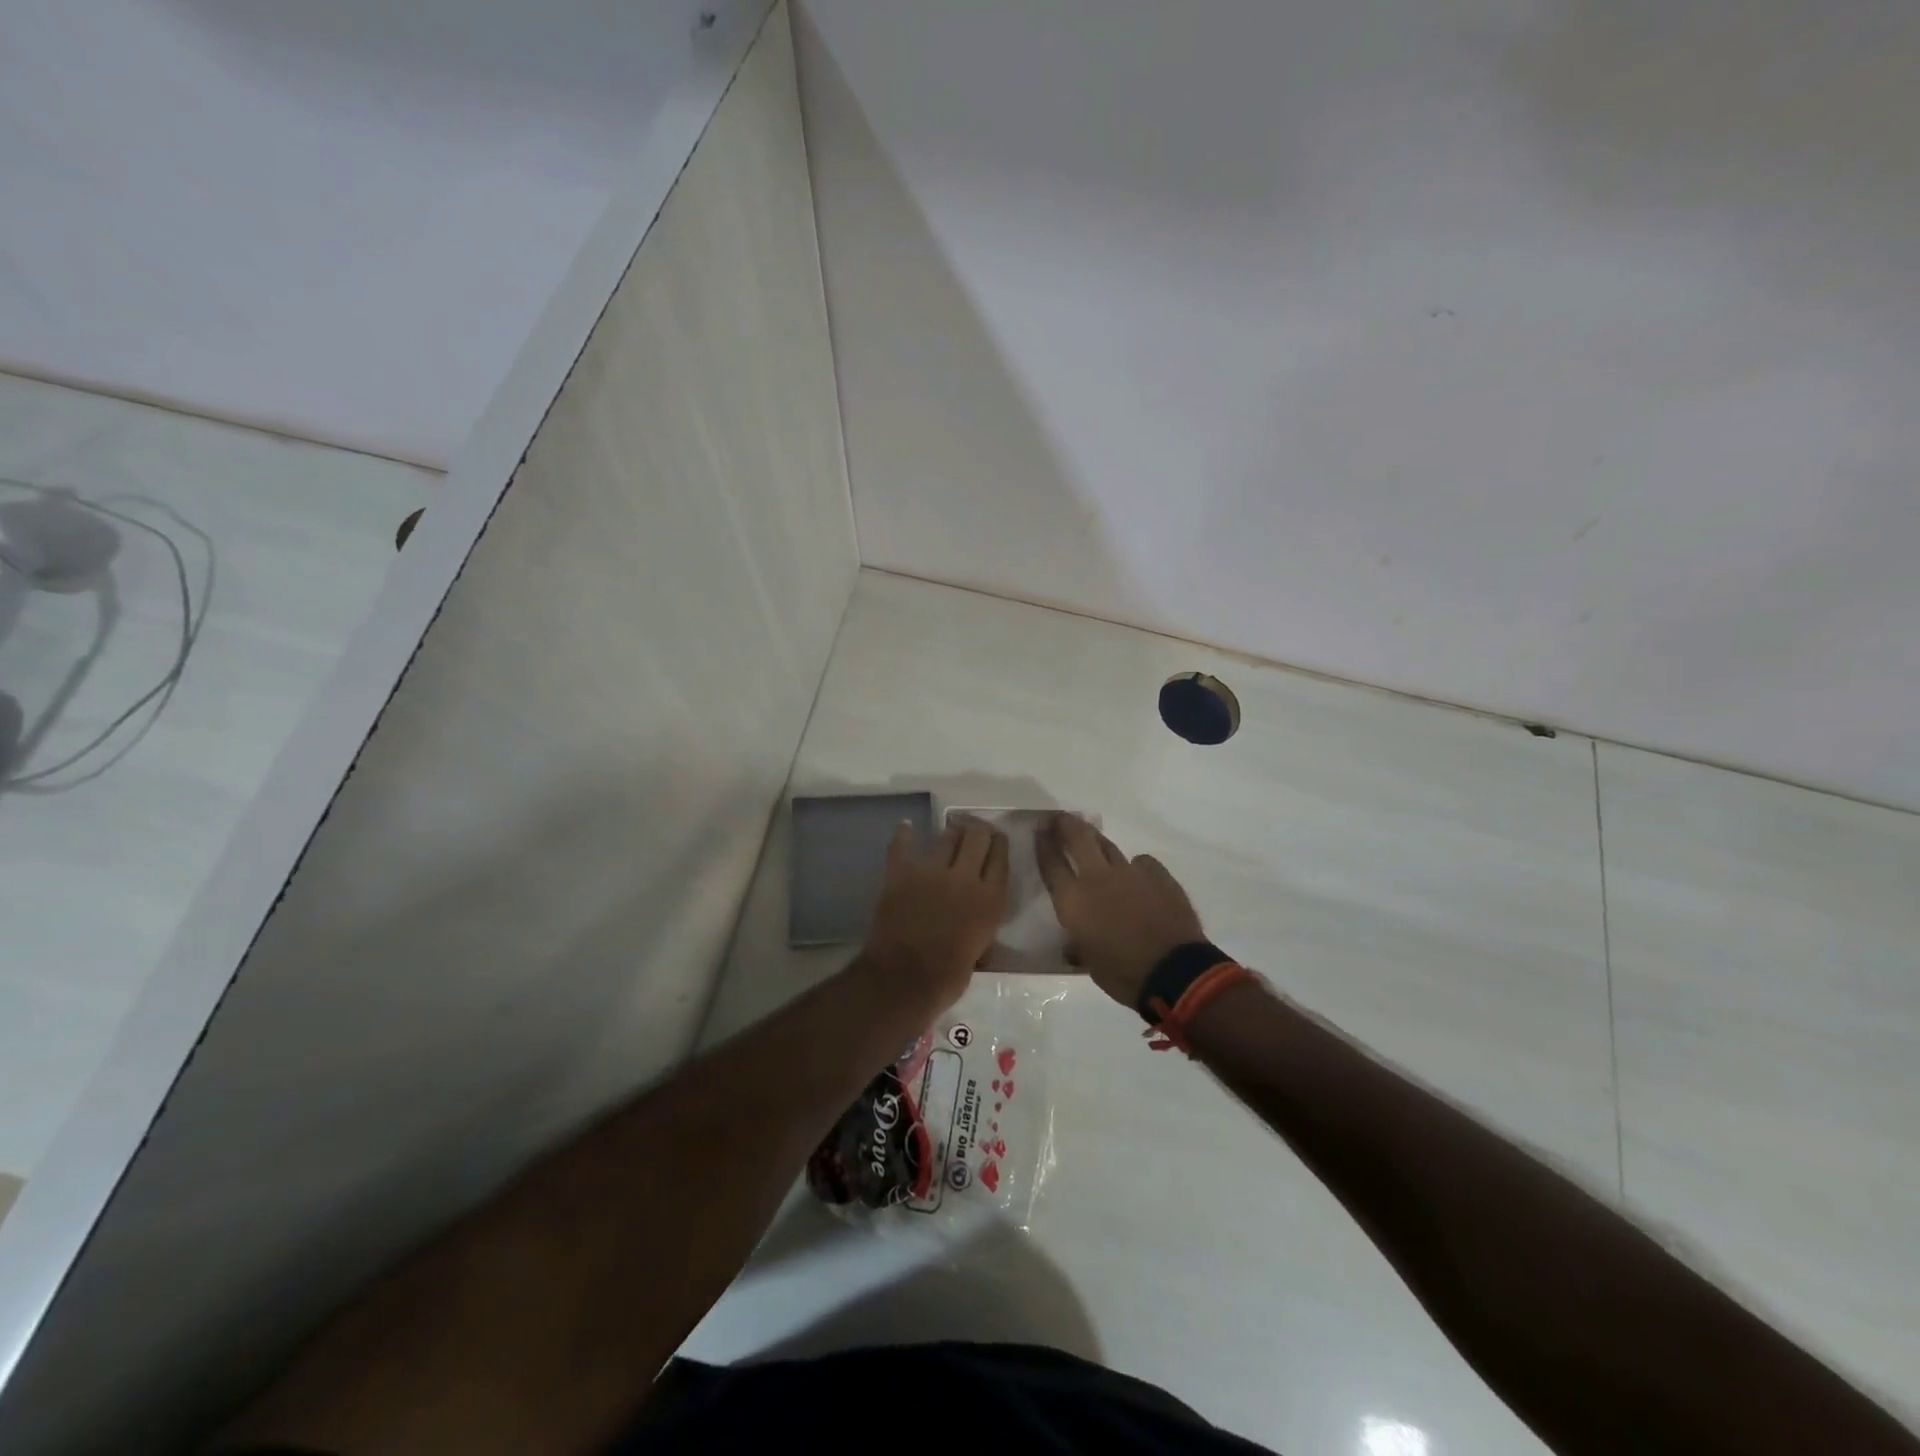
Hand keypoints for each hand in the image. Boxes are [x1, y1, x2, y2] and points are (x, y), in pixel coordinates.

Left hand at [861, 818, 1009, 1011]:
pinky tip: (906, 827)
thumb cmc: (947, 978)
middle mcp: (965, 878)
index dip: (999, 844)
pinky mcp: (901, 873)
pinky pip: (902, 846)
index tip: (996, 840)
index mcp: (991, 900)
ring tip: (951, 830)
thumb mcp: (981, 949)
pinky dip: (904, 835)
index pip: (1001, 857)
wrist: (903, 980)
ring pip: (947, 837)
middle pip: (978, 837)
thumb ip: (983, 923)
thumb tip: (979, 915)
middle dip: (978, 830)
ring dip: (951, 832)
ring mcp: (931, 872)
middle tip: (975, 832)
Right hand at [1036, 814, 1206, 1009]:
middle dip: (1066, 824)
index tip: (1039, 829)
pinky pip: (1142, 863)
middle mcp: (1098, 878)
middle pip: (1078, 838)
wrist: (1174, 972)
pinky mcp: (1159, 875)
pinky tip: (1138, 876)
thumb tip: (1074, 946)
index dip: (1043, 843)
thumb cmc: (1122, 973)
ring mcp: (1131, 872)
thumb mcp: (1088, 962)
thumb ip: (1078, 945)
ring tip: (1092, 837)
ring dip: (1097, 840)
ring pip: (1108, 846)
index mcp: (1074, 900)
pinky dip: (1135, 867)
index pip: (1051, 862)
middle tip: (1060, 817)